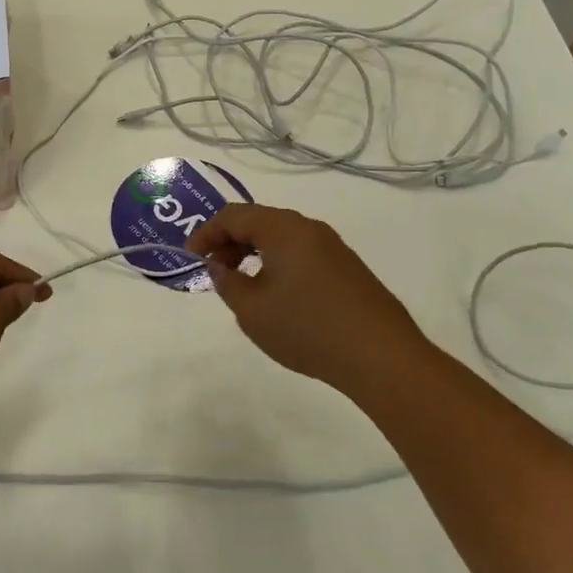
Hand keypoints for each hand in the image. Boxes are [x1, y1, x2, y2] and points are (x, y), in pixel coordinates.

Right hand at [186, 203, 433, 396]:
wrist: (381, 357)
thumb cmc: (307, 328)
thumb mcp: (252, 310)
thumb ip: (227, 283)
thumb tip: (220, 267)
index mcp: (284, 229)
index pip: (233, 216)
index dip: (206, 233)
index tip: (191, 258)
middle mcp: (310, 229)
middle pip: (259, 221)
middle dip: (229, 242)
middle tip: (214, 271)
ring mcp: (333, 248)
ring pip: (281, 238)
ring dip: (253, 254)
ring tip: (241, 286)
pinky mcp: (347, 269)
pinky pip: (301, 254)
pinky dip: (277, 264)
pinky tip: (276, 296)